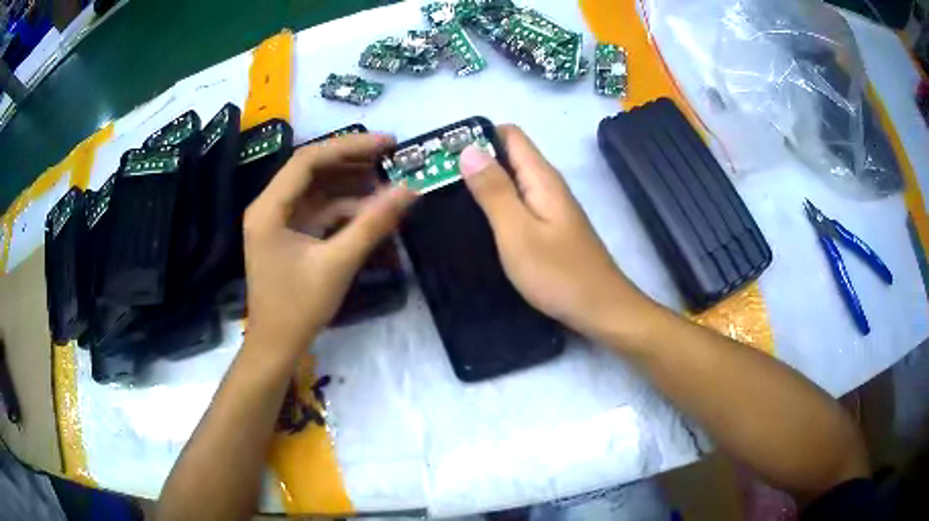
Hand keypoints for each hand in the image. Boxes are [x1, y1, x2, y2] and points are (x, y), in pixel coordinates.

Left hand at [242, 133, 415, 352]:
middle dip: (351, 161)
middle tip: (391, 157)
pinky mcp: (288, 235)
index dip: (349, 146)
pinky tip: (370, 209)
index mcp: (269, 209)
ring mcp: (277, 221)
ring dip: (350, 184)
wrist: (276, 346)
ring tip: (386, 179)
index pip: (308, 160)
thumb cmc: (298, 308)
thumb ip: (372, 224)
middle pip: (311, 170)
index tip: (387, 144)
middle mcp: (269, 207)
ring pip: (316, 189)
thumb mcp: (337, 264)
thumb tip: (410, 190)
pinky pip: (318, 210)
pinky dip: (343, 207)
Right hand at [459, 125, 648, 339]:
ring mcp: (550, 206)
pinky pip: (518, 201)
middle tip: (435, 176)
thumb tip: (469, 149)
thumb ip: (494, 191)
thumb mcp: (517, 232)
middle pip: (509, 155)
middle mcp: (547, 184)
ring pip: (512, 179)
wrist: (599, 309)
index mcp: (541, 177)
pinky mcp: (549, 227)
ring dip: (482, 181)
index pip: (509, 134)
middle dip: (474, 159)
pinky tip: (476, 219)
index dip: (477, 135)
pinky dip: (495, 202)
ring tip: (446, 194)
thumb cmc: (558, 273)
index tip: (444, 151)